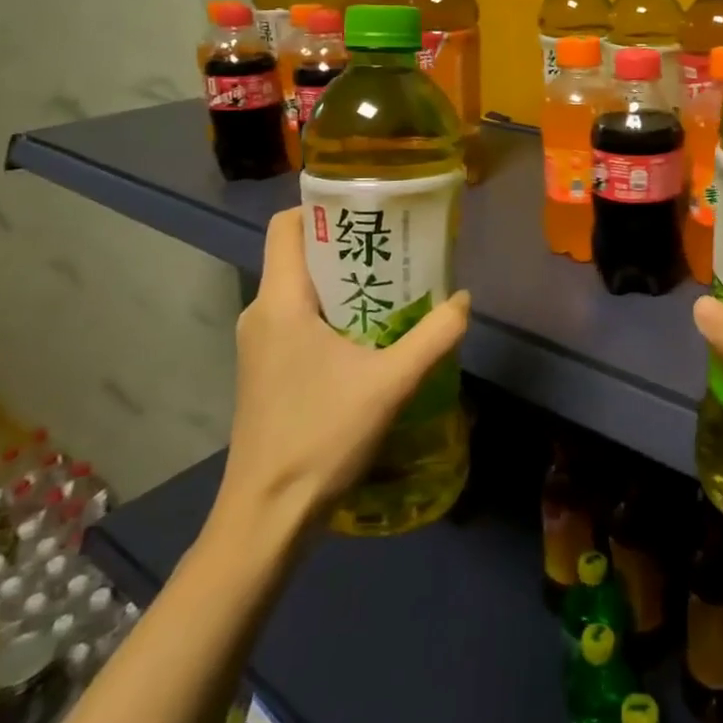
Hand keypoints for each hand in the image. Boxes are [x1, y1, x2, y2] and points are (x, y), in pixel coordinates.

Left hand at [210, 207, 470, 550]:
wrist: (266, 517)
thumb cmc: (321, 436)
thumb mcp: (391, 383)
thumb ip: (435, 336)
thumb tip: (464, 300)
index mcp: (280, 301)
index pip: (287, 225)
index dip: (324, 206)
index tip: (370, 207)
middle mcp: (260, 313)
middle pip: (300, 255)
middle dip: (349, 244)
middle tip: (399, 245)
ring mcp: (258, 345)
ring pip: (301, 290)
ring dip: (345, 283)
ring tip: (394, 286)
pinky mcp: (265, 370)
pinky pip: (299, 319)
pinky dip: (333, 313)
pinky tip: (371, 335)